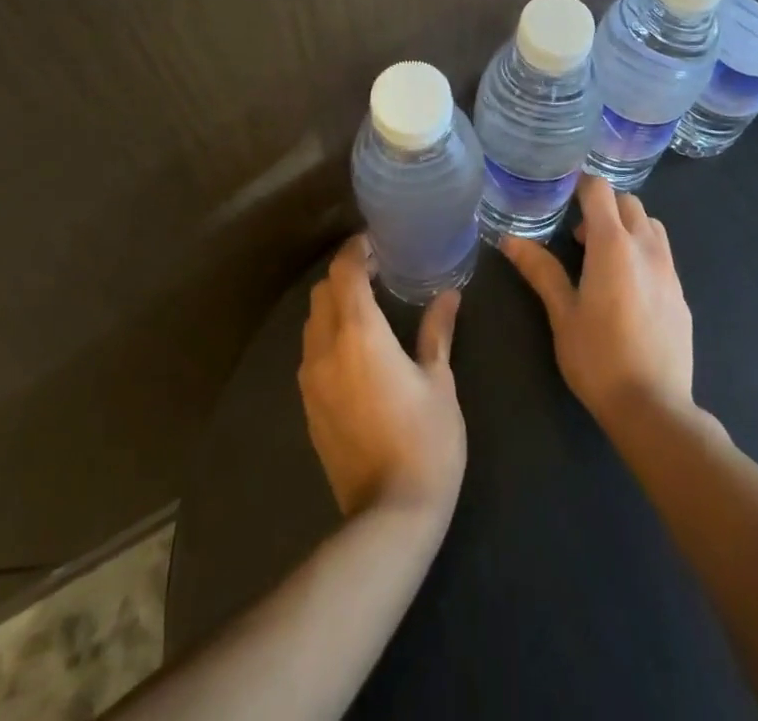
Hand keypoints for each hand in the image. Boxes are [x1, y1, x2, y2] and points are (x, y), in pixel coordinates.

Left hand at [299, 235, 465, 521]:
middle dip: (345, 274)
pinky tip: (356, 348)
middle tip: (379, 272)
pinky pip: (311, 352)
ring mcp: (311, 379)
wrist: (389, 515)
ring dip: (334, 304)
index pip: (344, 272)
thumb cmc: (426, 441)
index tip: (378, 242)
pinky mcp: (308, 406)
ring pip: (313, 321)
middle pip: (323, 291)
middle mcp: (326, 349)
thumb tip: (449, 295)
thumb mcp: (440, 381)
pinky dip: (328, 334)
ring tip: (368, 306)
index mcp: (360, 334)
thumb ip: (437, 332)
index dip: (357, 250)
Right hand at [502, 175, 696, 432]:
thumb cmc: (598, 358)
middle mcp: (646, 247)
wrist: (654, 407)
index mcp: (613, 244)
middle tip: (579, 236)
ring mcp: (669, 269)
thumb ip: (541, 270)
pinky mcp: (681, 293)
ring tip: (604, 258)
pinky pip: (662, 254)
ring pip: (650, 224)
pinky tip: (628, 287)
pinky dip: (643, 251)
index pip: (599, 190)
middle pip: (628, 202)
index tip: (562, 196)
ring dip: (627, 226)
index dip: (580, 186)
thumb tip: (510, 239)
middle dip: (604, 206)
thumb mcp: (562, 314)